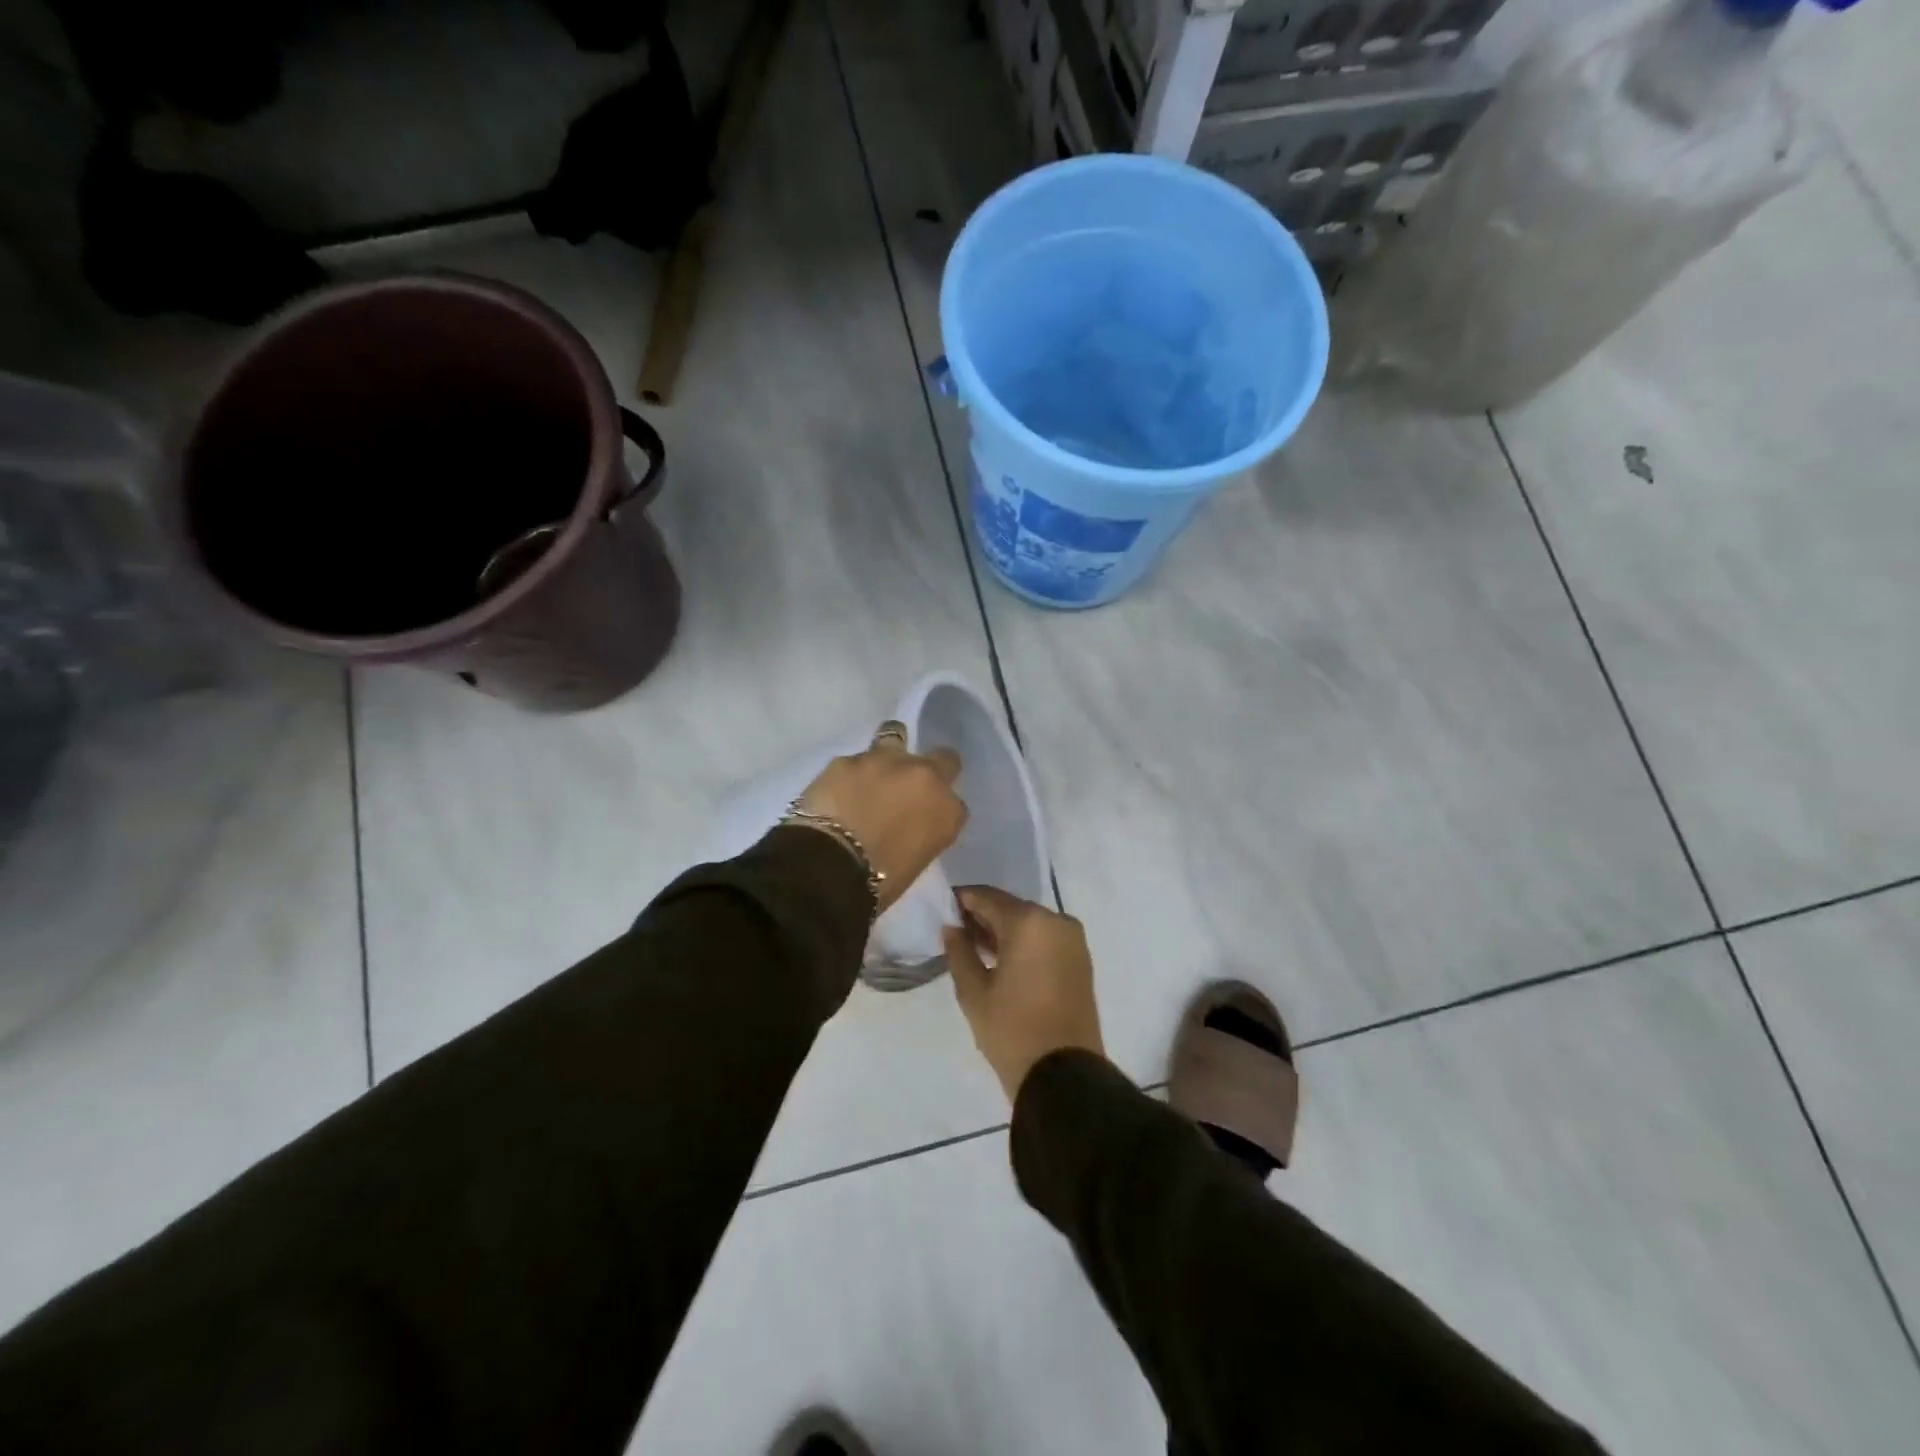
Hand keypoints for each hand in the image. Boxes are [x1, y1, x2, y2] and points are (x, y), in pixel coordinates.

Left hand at [795, 723, 966, 912]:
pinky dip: (851, 773)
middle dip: (930, 768)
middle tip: (909, 786)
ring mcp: (886, 761)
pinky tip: (838, 789)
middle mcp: (925, 776)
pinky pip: (856, 760)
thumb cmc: (880, 881)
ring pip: (896, 735)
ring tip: (874, 770)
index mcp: (948, 810)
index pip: (954, 801)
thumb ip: (922, 829)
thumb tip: (909, 820)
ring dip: (890, 751)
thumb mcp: (918, 859)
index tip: (924, 816)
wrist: (830, 867)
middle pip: (943, 758)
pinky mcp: (847, 759)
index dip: (938, 805)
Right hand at [944, 885, 1104, 1102]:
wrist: (1064, 1075)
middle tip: (956, 932)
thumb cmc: (1012, 1029)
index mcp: (1029, 922)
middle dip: (984, 917)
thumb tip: (952, 927)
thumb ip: (959, 952)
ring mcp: (1073, 940)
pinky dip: (1025, 943)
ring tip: (975, 949)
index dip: (963, 900)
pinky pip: (1046, 939)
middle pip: (1011, 908)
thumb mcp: (973, 992)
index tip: (942, 908)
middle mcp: (1056, 921)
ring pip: (1030, 924)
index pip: (988, 897)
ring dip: (1004, 931)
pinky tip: (1002, 961)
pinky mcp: (1081, 960)